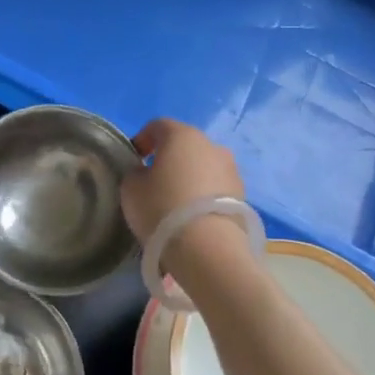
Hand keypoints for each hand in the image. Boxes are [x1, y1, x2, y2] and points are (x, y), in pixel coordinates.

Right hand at [121, 118, 246, 243]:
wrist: (208, 249)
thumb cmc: (162, 209)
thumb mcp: (131, 189)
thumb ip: (135, 173)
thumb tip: (145, 172)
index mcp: (182, 135)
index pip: (158, 126)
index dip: (143, 139)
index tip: (134, 159)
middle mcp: (211, 145)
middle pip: (185, 145)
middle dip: (169, 159)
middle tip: (154, 182)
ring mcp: (231, 170)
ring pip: (203, 167)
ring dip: (190, 177)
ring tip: (175, 203)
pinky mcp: (242, 195)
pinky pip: (216, 188)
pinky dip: (204, 196)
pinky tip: (193, 217)